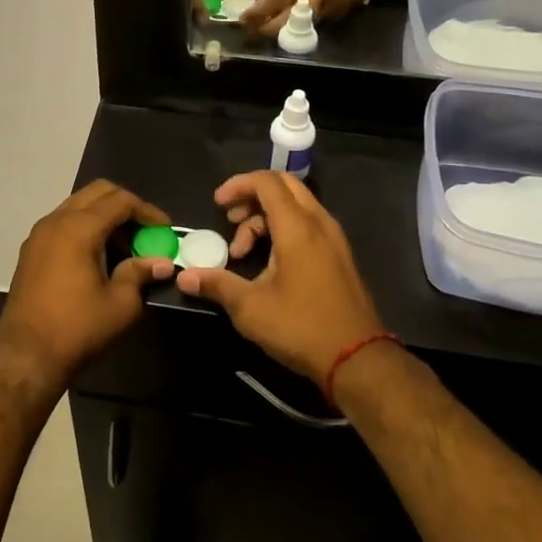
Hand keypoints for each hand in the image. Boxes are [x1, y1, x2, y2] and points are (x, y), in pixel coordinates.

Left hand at [0, 181, 173, 394]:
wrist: (25, 355)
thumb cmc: (77, 328)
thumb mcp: (120, 304)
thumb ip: (140, 274)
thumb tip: (162, 263)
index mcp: (79, 228)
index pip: (120, 200)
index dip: (147, 211)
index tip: (165, 230)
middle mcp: (56, 220)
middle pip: (98, 192)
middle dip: (126, 206)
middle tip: (145, 232)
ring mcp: (39, 233)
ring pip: (78, 205)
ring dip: (104, 216)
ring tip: (124, 247)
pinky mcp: (31, 250)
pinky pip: (64, 222)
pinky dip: (85, 227)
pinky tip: (98, 256)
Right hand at [178, 172, 385, 385]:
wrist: (358, 359)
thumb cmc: (301, 327)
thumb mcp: (250, 308)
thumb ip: (216, 285)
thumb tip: (183, 277)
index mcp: (297, 227)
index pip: (267, 182)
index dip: (238, 185)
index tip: (218, 204)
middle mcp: (319, 223)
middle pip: (284, 186)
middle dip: (251, 196)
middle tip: (230, 220)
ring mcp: (333, 239)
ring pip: (296, 206)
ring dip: (265, 217)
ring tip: (243, 252)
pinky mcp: (339, 256)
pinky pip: (308, 224)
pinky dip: (283, 229)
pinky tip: (269, 262)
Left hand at [231, 0, 377, 35]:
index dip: (261, 10)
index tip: (243, 19)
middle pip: (293, 16)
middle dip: (269, 28)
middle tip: (251, 31)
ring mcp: (336, 2)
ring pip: (304, 26)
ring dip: (282, 31)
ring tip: (264, 29)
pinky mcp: (343, 13)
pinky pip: (315, 26)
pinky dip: (299, 28)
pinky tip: (287, 25)